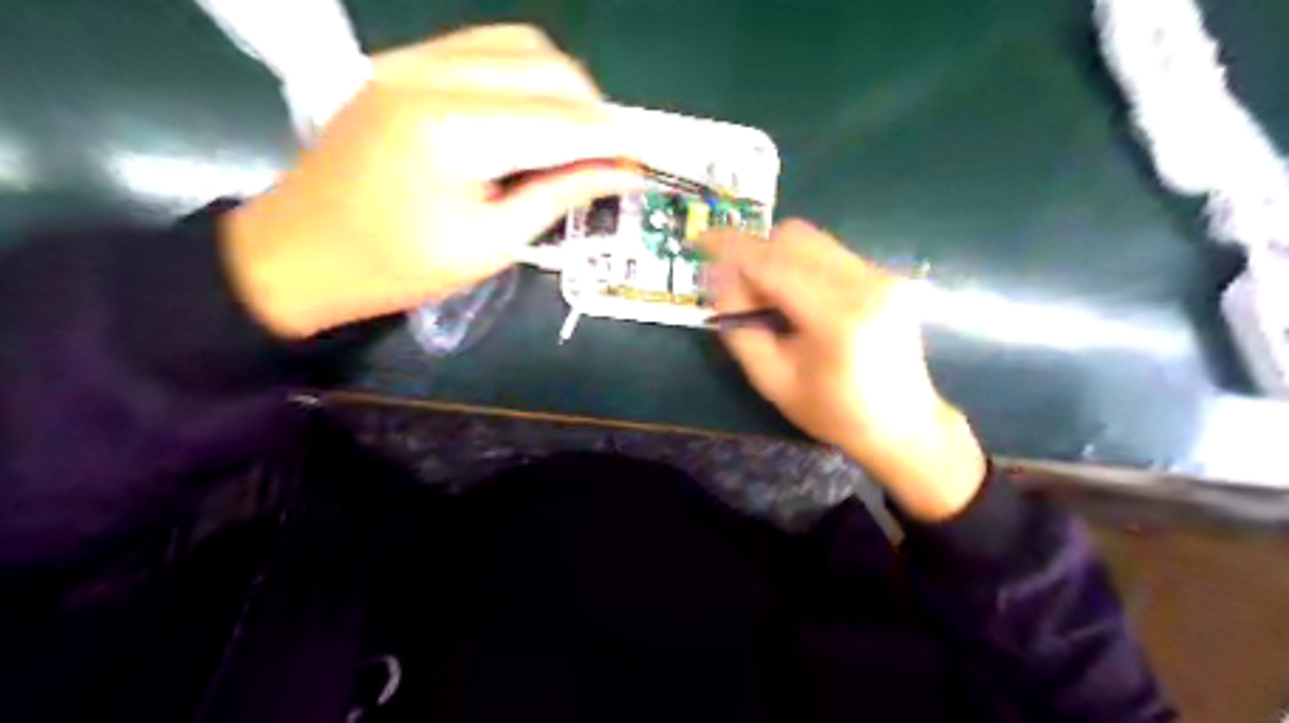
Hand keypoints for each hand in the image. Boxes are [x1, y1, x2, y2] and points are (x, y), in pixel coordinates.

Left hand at [222, 22, 643, 335]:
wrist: (300, 251)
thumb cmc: (398, 267)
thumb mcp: (492, 244)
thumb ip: (562, 195)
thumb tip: (621, 172)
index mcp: (456, 133)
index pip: (563, 120)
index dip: (613, 140)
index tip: (643, 162)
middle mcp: (435, 76)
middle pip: (549, 68)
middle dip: (594, 112)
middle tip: (608, 159)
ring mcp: (414, 60)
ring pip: (522, 45)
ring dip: (563, 88)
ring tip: (575, 139)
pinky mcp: (404, 64)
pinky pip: (486, 47)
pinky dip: (525, 75)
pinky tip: (532, 116)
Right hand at [705, 220, 987, 518]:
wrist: (903, 424)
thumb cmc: (834, 412)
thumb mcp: (772, 382)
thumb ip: (740, 329)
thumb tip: (721, 283)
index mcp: (837, 317)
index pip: (774, 264)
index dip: (732, 248)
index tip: (701, 239)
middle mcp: (865, 283)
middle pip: (794, 237)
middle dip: (757, 254)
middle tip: (742, 292)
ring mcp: (881, 275)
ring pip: (812, 240)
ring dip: (779, 259)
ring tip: (772, 301)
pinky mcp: (886, 275)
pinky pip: (830, 253)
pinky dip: (802, 266)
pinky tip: (800, 302)